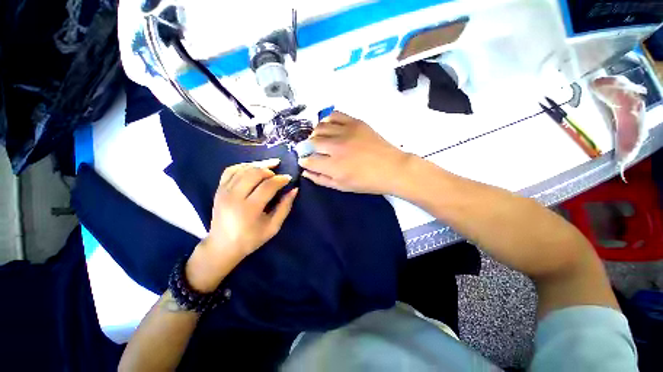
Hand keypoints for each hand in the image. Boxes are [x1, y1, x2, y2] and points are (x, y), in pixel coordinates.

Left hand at [186, 159, 297, 291]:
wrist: (222, 246)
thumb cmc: (251, 239)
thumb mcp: (273, 227)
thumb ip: (285, 207)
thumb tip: (294, 190)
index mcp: (249, 209)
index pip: (267, 186)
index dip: (280, 179)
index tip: (289, 178)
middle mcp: (234, 197)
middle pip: (254, 173)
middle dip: (270, 170)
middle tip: (278, 174)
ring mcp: (224, 192)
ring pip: (243, 169)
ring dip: (259, 165)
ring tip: (271, 165)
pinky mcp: (219, 190)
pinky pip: (230, 170)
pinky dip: (244, 166)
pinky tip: (253, 167)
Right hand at [299, 111, 411, 194]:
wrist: (392, 168)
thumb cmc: (367, 182)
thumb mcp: (342, 186)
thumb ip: (321, 179)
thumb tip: (305, 171)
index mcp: (334, 166)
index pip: (308, 160)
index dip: (304, 161)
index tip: (306, 161)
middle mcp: (336, 147)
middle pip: (311, 142)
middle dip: (308, 148)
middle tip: (313, 151)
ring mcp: (346, 132)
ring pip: (320, 127)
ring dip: (315, 134)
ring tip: (320, 139)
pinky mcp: (355, 122)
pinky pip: (334, 115)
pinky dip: (327, 120)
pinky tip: (328, 127)